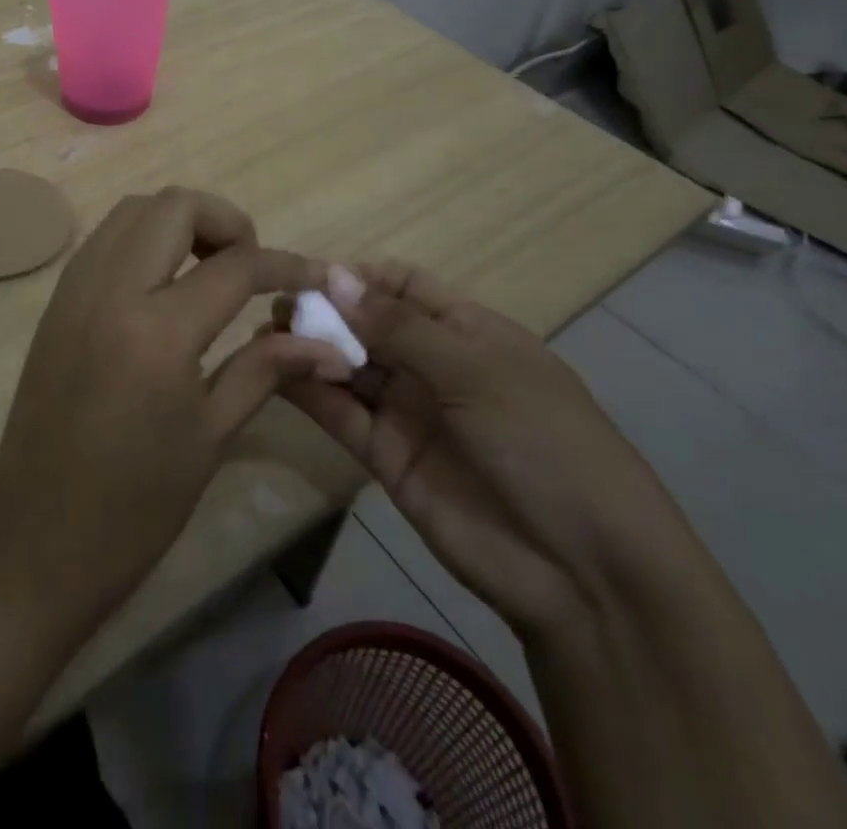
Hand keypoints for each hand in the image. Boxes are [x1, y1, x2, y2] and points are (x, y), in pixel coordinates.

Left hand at [0, 188, 332, 643]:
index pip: (235, 266)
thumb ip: (266, 369)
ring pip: (133, 211)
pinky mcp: (55, 303)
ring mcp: (74, 290)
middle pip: (175, 206)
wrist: (34, 544)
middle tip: (249, 268)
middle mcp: (109, 290)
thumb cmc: (134, 507)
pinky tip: (164, 287)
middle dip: (226, 221)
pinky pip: (104, 240)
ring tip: (209, 271)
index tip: (315, 276)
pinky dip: (143, 240)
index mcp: (157, 331)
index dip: (285, 264)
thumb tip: (328, 343)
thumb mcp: (210, 435)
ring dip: (179, 223)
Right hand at [280, 263, 693, 638]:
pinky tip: (276, 370)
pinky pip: (342, 413)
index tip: (310, 275)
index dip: (359, 277)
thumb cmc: (542, 443)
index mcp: (468, 330)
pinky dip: (310, 391)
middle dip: (326, 311)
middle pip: (368, 323)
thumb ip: (400, 327)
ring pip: (349, 366)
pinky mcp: (385, 456)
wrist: (581, 572)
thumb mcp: (476, 371)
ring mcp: (408, 411)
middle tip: (278, 305)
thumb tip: (335, 275)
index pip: (403, 285)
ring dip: (311, 347)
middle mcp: (433, 364)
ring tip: (266, 332)